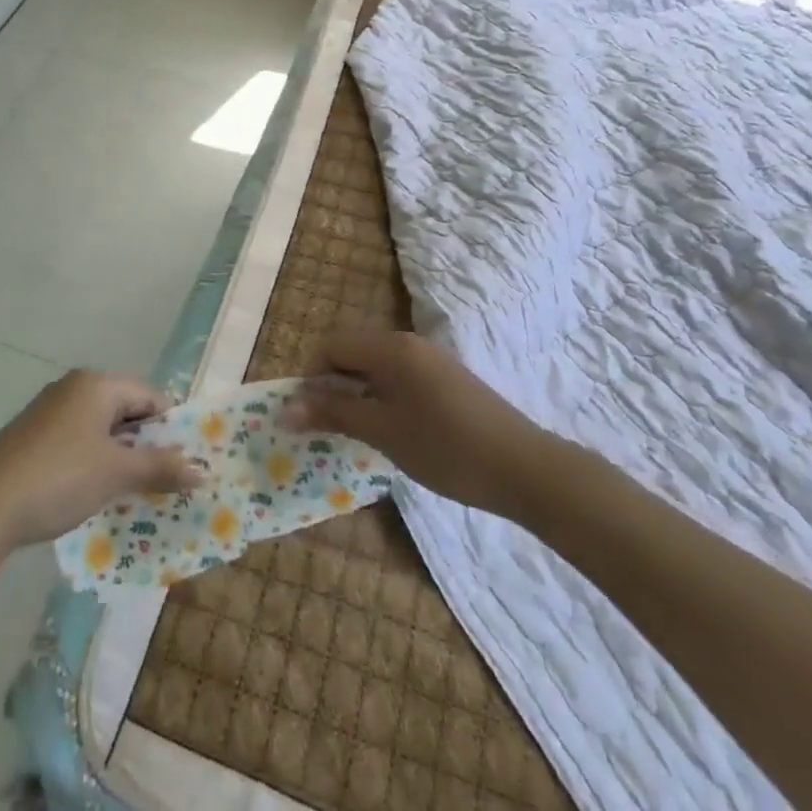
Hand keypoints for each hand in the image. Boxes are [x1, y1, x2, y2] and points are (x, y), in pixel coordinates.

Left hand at [0, 371, 205, 550]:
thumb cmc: (60, 477)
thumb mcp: (115, 474)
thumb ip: (160, 468)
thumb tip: (203, 470)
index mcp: (96, 384)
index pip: (149, 395)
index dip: (171, 426)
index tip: (186, 461)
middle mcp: (73, 388)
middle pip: (124, 409)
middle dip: (147, 444)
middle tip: (167, 479)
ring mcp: (49, 411)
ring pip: (100, 428)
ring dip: (121, 456)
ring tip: (137, 492)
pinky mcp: (32, 436)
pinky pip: (78, 441)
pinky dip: (94, 462)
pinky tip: (97, 493)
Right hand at [287, 332, 554, 522]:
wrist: (525, 469)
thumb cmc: (446, 448)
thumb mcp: (382, 432)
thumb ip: (333, 413)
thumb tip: (286, 408)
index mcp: (389, 347)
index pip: (330, 346)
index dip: (311, 378)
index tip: (310, 416)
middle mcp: (407, 342)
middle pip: (352, 352)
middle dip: (333, 385)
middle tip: (329, 427)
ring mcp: (430, 359)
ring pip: (375, 366)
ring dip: (358, 393)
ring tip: (359, 432)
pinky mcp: (446, 378)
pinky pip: (399, 377)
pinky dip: (383, 396)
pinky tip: (393, 430)